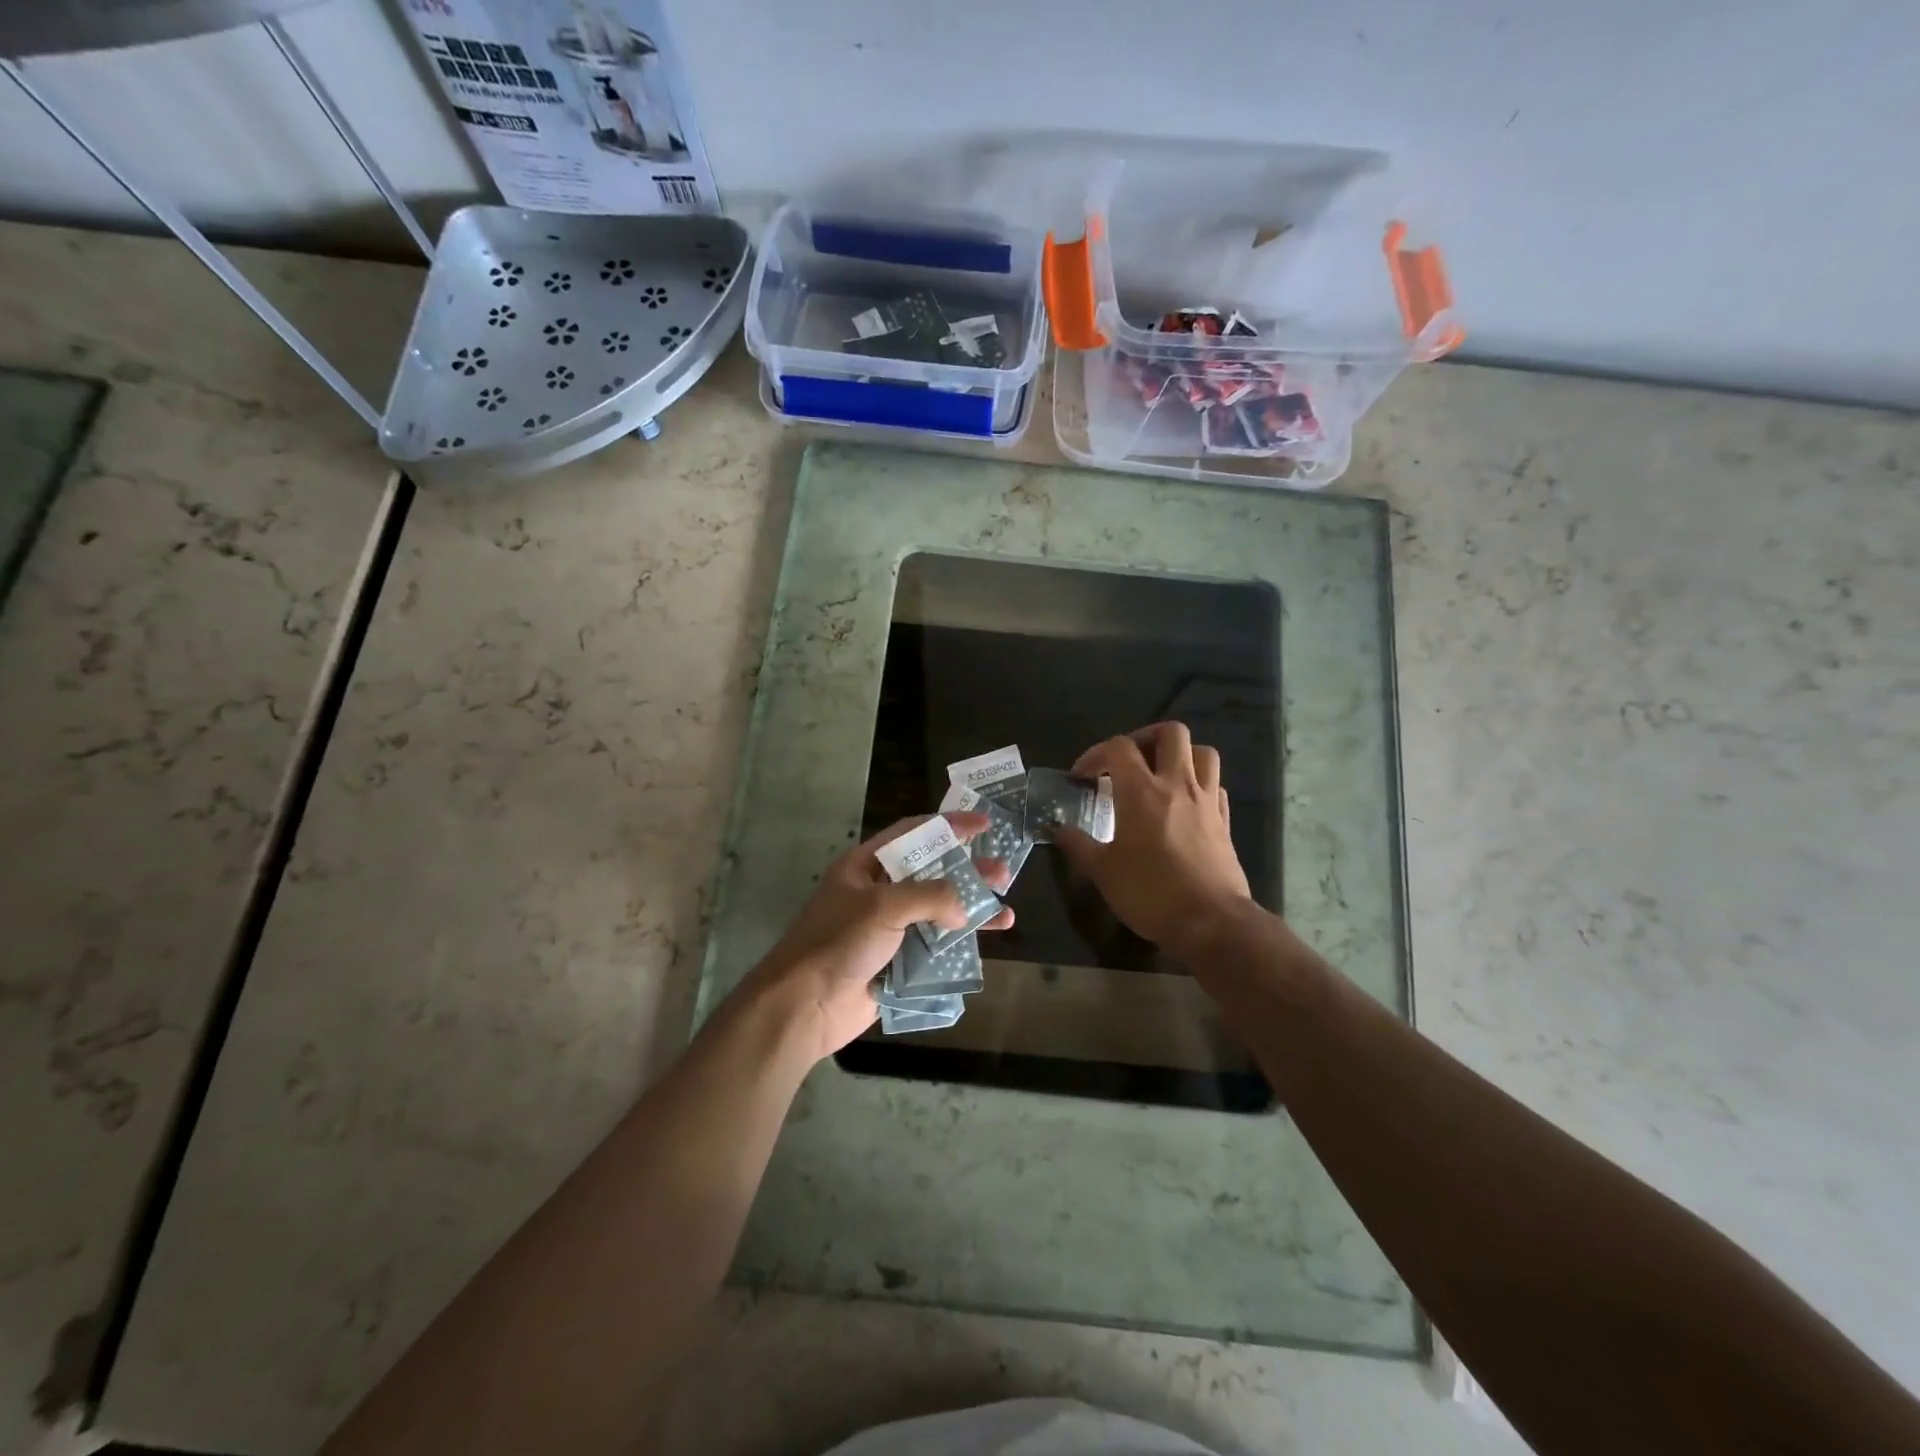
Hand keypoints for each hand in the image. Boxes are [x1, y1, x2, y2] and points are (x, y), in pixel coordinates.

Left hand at [743, 813, 1013, 1060]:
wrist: (806, 1005)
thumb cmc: (839, 941)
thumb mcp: (883, 905)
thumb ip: (930, 896)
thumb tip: (962, 910)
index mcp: (866, 866)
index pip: (912, 834)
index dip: (947, 825)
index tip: (982, 823)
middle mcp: (879, 892)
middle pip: (931, 873)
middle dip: (968, 871)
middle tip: (1003, 872)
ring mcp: (889, 929)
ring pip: (938, 911)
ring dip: (970, 910)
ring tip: (1006, 913)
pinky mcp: (897, 962)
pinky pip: (934, 947)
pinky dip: (959, 944)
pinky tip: (984, 944)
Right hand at [1055, 722, 1251, 952]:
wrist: (1211, 922)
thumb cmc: (1150, 893)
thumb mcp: (1103, 871)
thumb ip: (1078, 845)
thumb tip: (1059, 829)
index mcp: (1141, 791)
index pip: (1118, 747)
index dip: (1095, 754)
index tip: (1082, 778)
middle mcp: (1177, 785)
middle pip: (1170, 733)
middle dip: (1145, 738)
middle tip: (1128, 761)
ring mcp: (1206, 801)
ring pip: (1202, 752)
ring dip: (1180, 755)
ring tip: (1161, 774)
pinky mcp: (1225, 821)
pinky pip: (1216, 785)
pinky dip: (1199, 784)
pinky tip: (1185, 804)